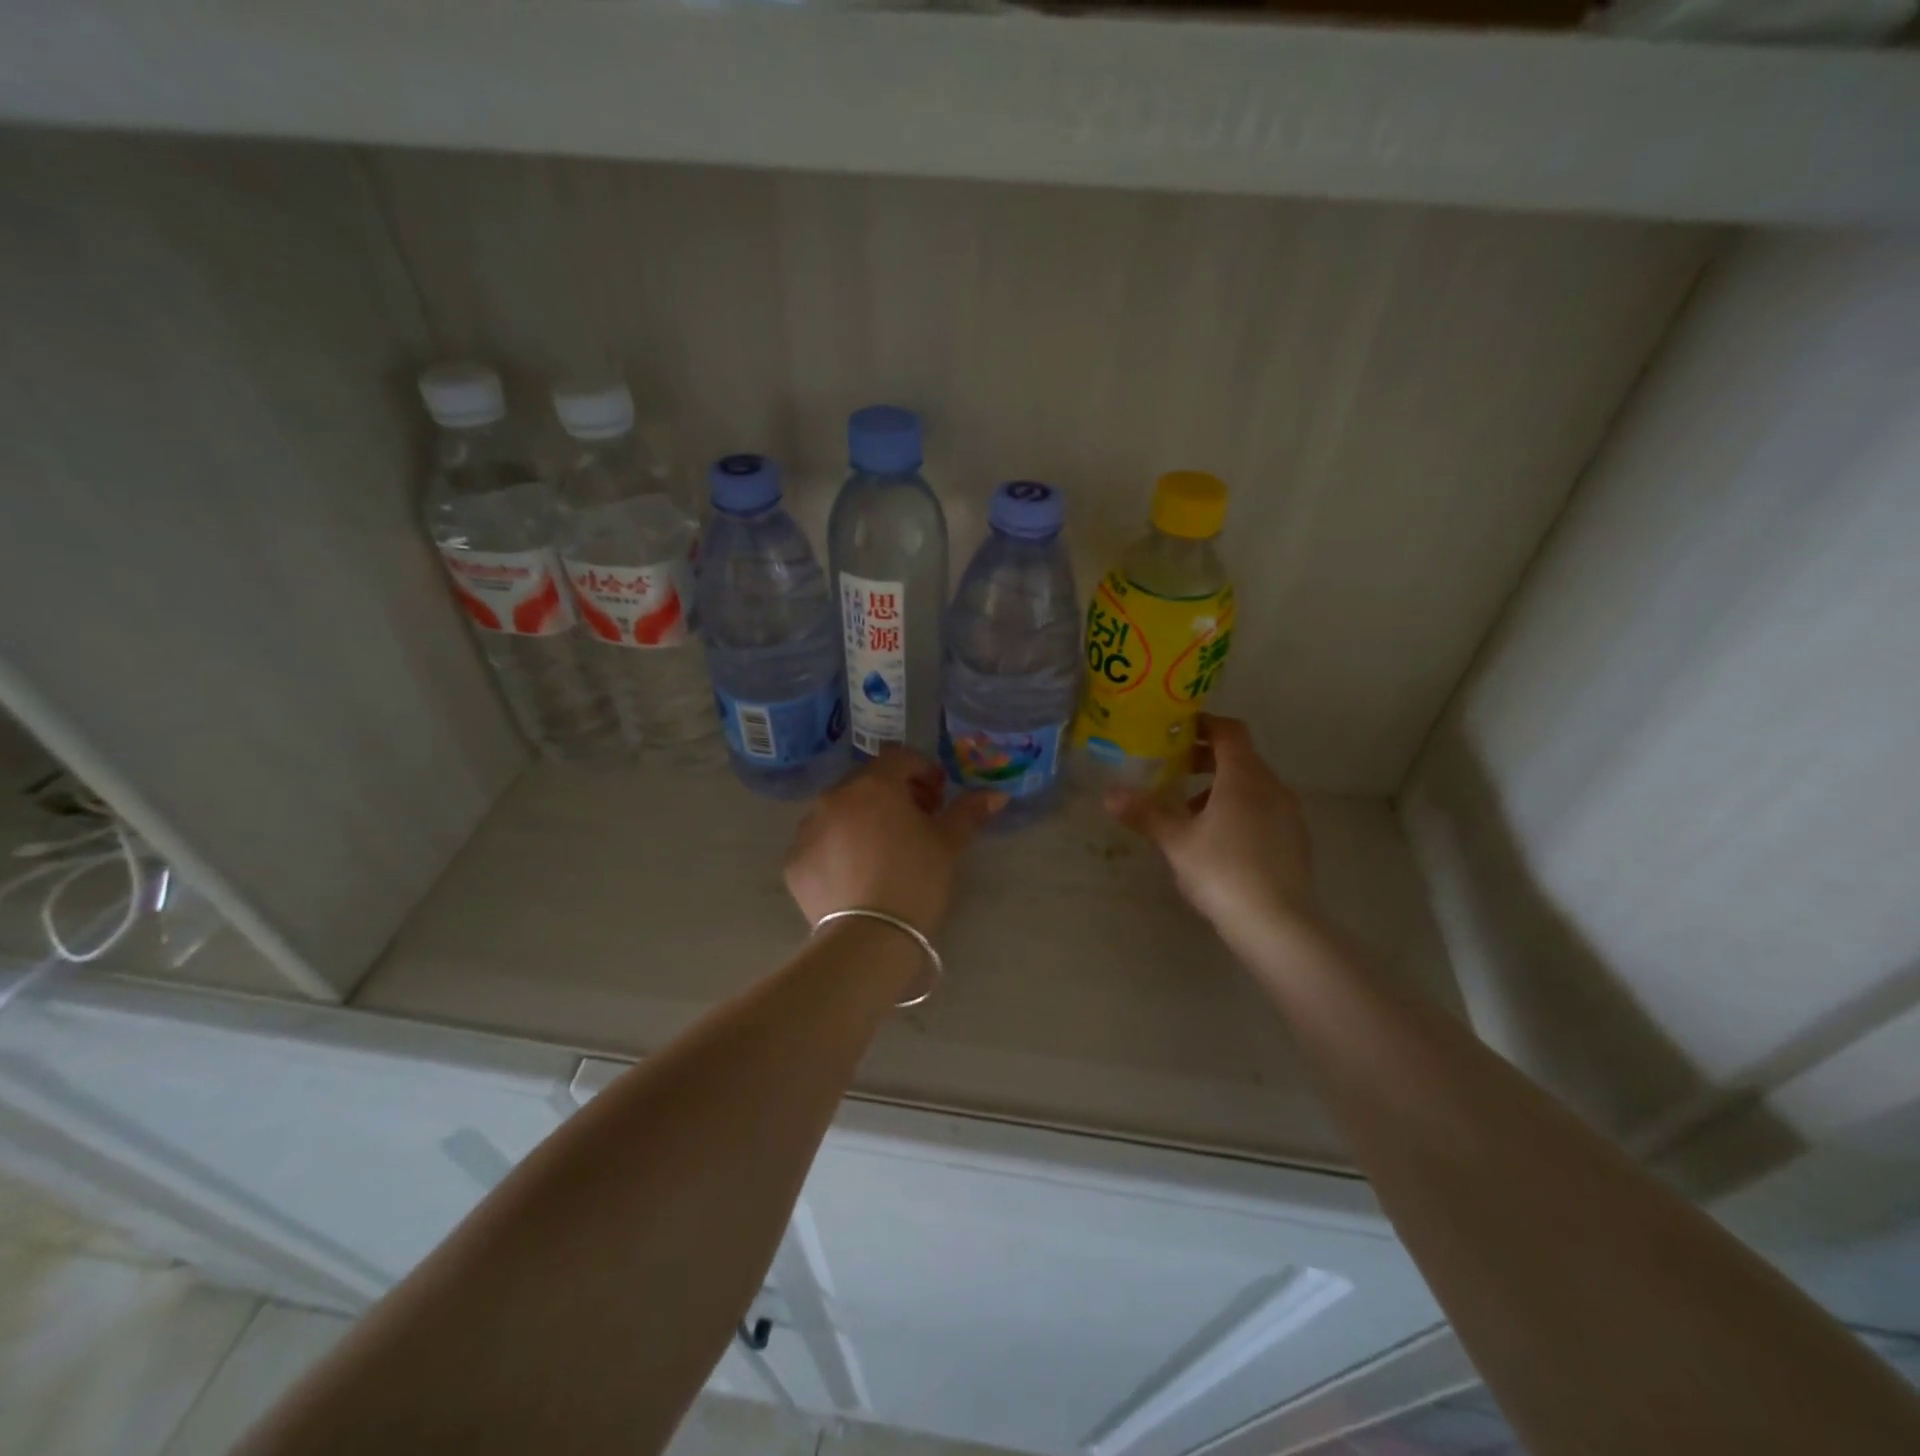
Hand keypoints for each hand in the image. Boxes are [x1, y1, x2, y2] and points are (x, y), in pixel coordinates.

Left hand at [785, 749, 1004, 935]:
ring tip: (883, 852)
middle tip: (916, 824)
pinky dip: (838, 848)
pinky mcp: (794, 862)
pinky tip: (856, 875)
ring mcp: (808, 829)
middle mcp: (834, 797)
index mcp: (874, 785)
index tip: (938, 798)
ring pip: (840, 811)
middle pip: (868, 782)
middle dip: (893, 795)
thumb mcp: (948, 844)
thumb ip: (969, 812)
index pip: (900, 758)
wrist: (869, 938)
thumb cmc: (915, 880)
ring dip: (863, 819)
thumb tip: (995, 795)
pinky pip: (820, 843)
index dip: (923, 772)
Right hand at [1105, 714, 1318, 947]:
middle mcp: (1272, 787)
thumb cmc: (1223, 872)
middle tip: (1173, 770)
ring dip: (1221, 788)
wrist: (1278, 925)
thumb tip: (1109, 795)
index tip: (1177, 730)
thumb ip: (1145, 814)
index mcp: (1244, 777)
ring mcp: (1289, 815)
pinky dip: (1239, 811)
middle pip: (1240, 758)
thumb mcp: (1176, 842)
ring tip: (1189, 812)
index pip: (1229, 731)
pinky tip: (1218, 842)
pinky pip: (1264, 811)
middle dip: (1206, 759)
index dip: (1204, 725)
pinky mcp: (1295, 841)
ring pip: (1252, 787)